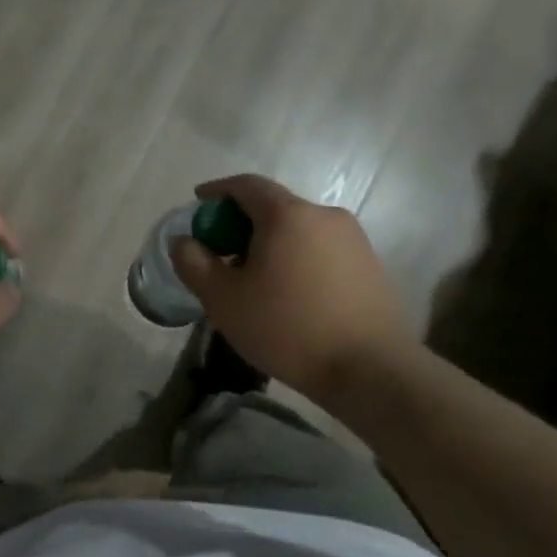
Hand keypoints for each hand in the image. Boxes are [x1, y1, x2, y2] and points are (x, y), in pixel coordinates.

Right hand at [170, 174, 410, 403]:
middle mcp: (324, 215)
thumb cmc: (288, 327)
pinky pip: (322, 251)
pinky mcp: (371, 266)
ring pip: (299, 230)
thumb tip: (184, 241)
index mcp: (287, 214)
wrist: (371, 371)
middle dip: (242, 223)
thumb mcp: (223, 299)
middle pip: (274, 207)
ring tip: (256, 279)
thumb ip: (194, 263)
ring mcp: (354, 240)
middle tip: (221, 252)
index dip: (217, 190)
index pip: (246, 185)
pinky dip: (298, 260)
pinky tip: (290, 295)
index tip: (199, 203)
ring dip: (272, 244)